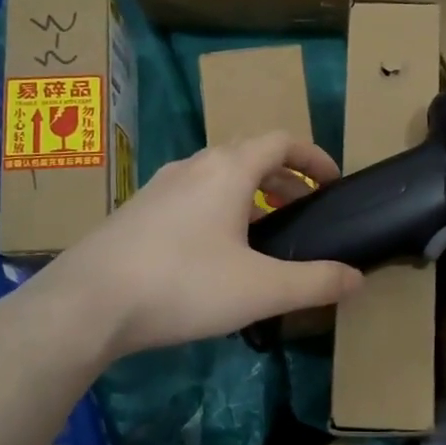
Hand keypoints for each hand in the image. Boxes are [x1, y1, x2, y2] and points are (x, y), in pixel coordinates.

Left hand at [36, 133, 361, 360]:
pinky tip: (213, 254)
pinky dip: (217, 211)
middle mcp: (192, 167)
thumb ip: (314, 282)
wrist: (88, 302)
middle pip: (247, 156)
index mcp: (228, 170)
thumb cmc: (183, 284)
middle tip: (303, 211)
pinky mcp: (136, 213)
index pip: (281, 141)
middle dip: (283, 179)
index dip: (313, 158)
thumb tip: (357, 279)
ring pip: (215, 178)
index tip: (333, 182)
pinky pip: (189, 199)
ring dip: (248, 195)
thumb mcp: (261, 289)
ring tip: (263, 233)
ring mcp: (158, 188)